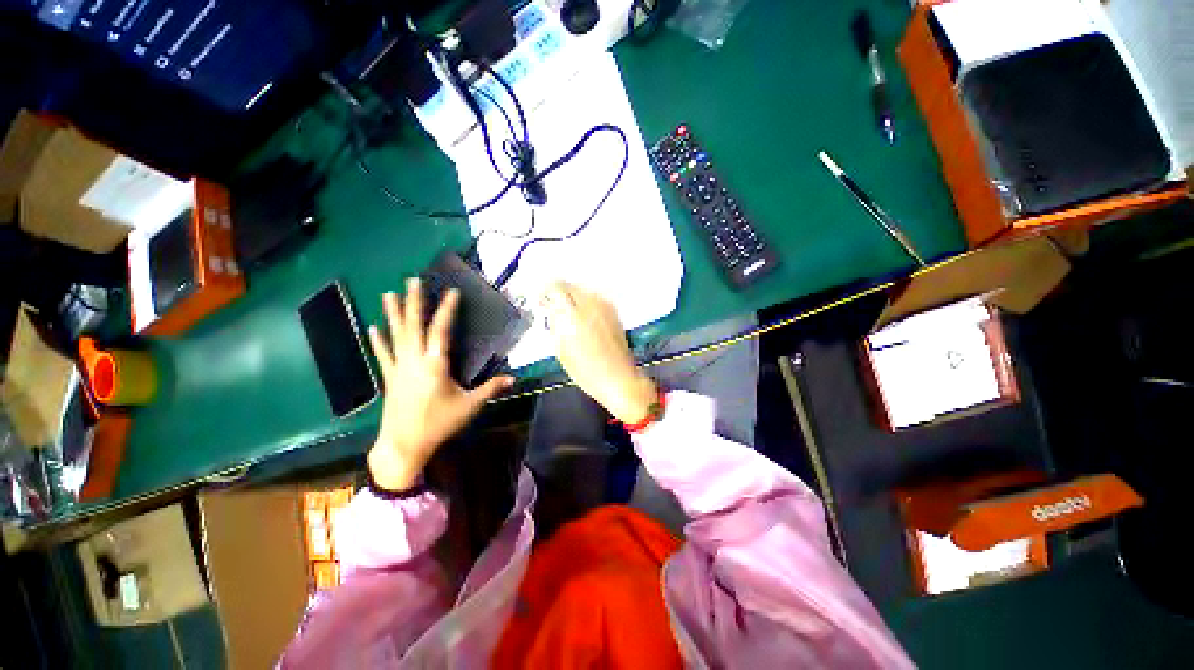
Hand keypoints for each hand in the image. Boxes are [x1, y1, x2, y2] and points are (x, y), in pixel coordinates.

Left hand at [366, 279, 513, 490]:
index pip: (441, 330)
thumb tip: (514, 379)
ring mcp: (399, 367)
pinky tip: (373, 328)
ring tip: (388, 293)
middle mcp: (414, 360)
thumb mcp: (469, 406)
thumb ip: (491, 389)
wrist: (404, 445)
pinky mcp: (389, 377)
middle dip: (413, 301)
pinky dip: (378, 340)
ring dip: (393, 313)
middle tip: (412, 280)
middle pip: (413, 325)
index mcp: (435, 364)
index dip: (447, 309)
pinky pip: (383, 354)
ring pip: (396, 334)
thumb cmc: (439, 423)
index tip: (452, 292)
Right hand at [541, 281, 656, 423]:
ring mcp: (605, 307)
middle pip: (571, 286)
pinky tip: (584, 317)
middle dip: (560, 293)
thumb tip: (551, 310)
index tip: (543, 301)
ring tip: (569, 312)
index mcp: (574, 314)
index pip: (556, 288)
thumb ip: (555, 325)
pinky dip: (587, 302)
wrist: (618, 379)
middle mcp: (590, 305)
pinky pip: (596, 298)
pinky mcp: (614, 312)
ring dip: (574, 297)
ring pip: (584, 290)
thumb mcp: (561, 351)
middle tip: (555, 306)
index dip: (546, 292)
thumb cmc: (586, 371)